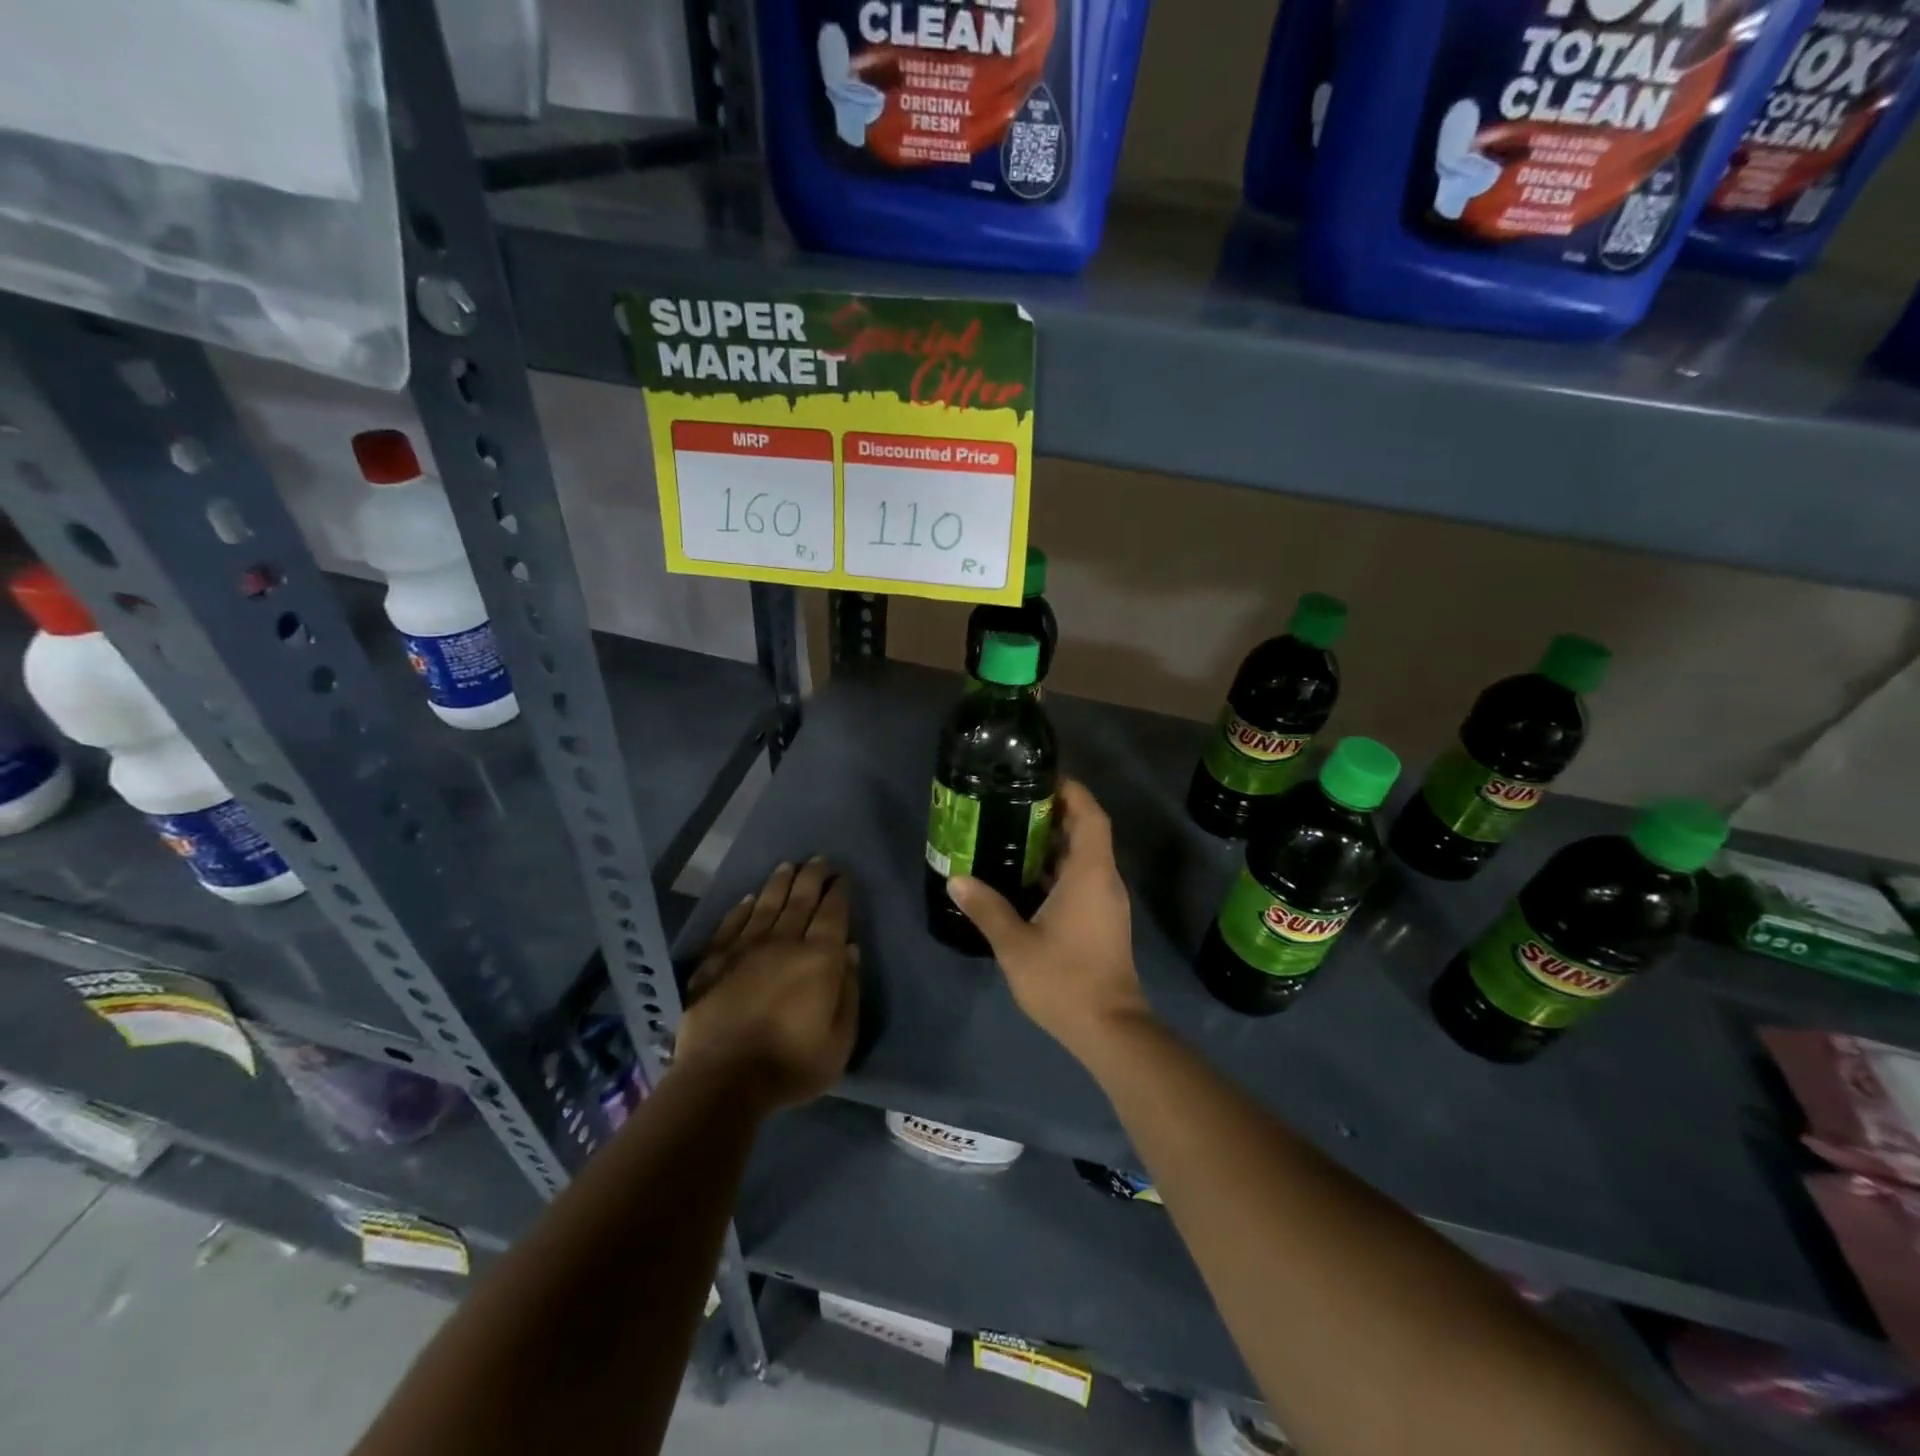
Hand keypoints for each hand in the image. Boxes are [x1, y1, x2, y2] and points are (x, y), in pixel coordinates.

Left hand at [675, 858, 859, 1108]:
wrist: (723, 1080)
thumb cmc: (791, 1065)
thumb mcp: (840, 1040)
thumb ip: (849, 992)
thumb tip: (850, 951)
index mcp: (818, 959)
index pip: (832, 915)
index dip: (838, 893)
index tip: (841, 877)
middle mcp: (783, 943)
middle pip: (800, 901)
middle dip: (811, 878)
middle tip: (818, 859)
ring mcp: (745, 950)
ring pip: (766, 906)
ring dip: (779, 884)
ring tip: (787, 866)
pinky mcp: (714, 962)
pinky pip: (731, 925)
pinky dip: (742, 909)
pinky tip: (748, 899)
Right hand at [946, 779, 1151, 1063]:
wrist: (1109, 1028)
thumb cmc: (1065, 979)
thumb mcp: (1016, 943)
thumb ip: (986, 908)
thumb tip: (956, 878)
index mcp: (1090, 874)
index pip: (1090, 816)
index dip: (1071, 791)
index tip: (1042, 778)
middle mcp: (1104, 880)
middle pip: (1087, 832)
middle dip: (1055, 813)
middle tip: (1014, 803)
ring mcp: (1106, 902)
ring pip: (1084, 857)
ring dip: (1055, 843)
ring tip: (1012, 833)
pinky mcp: (1103, 921)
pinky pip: (1083, 879)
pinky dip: (1058, 869)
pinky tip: (1025, 878)